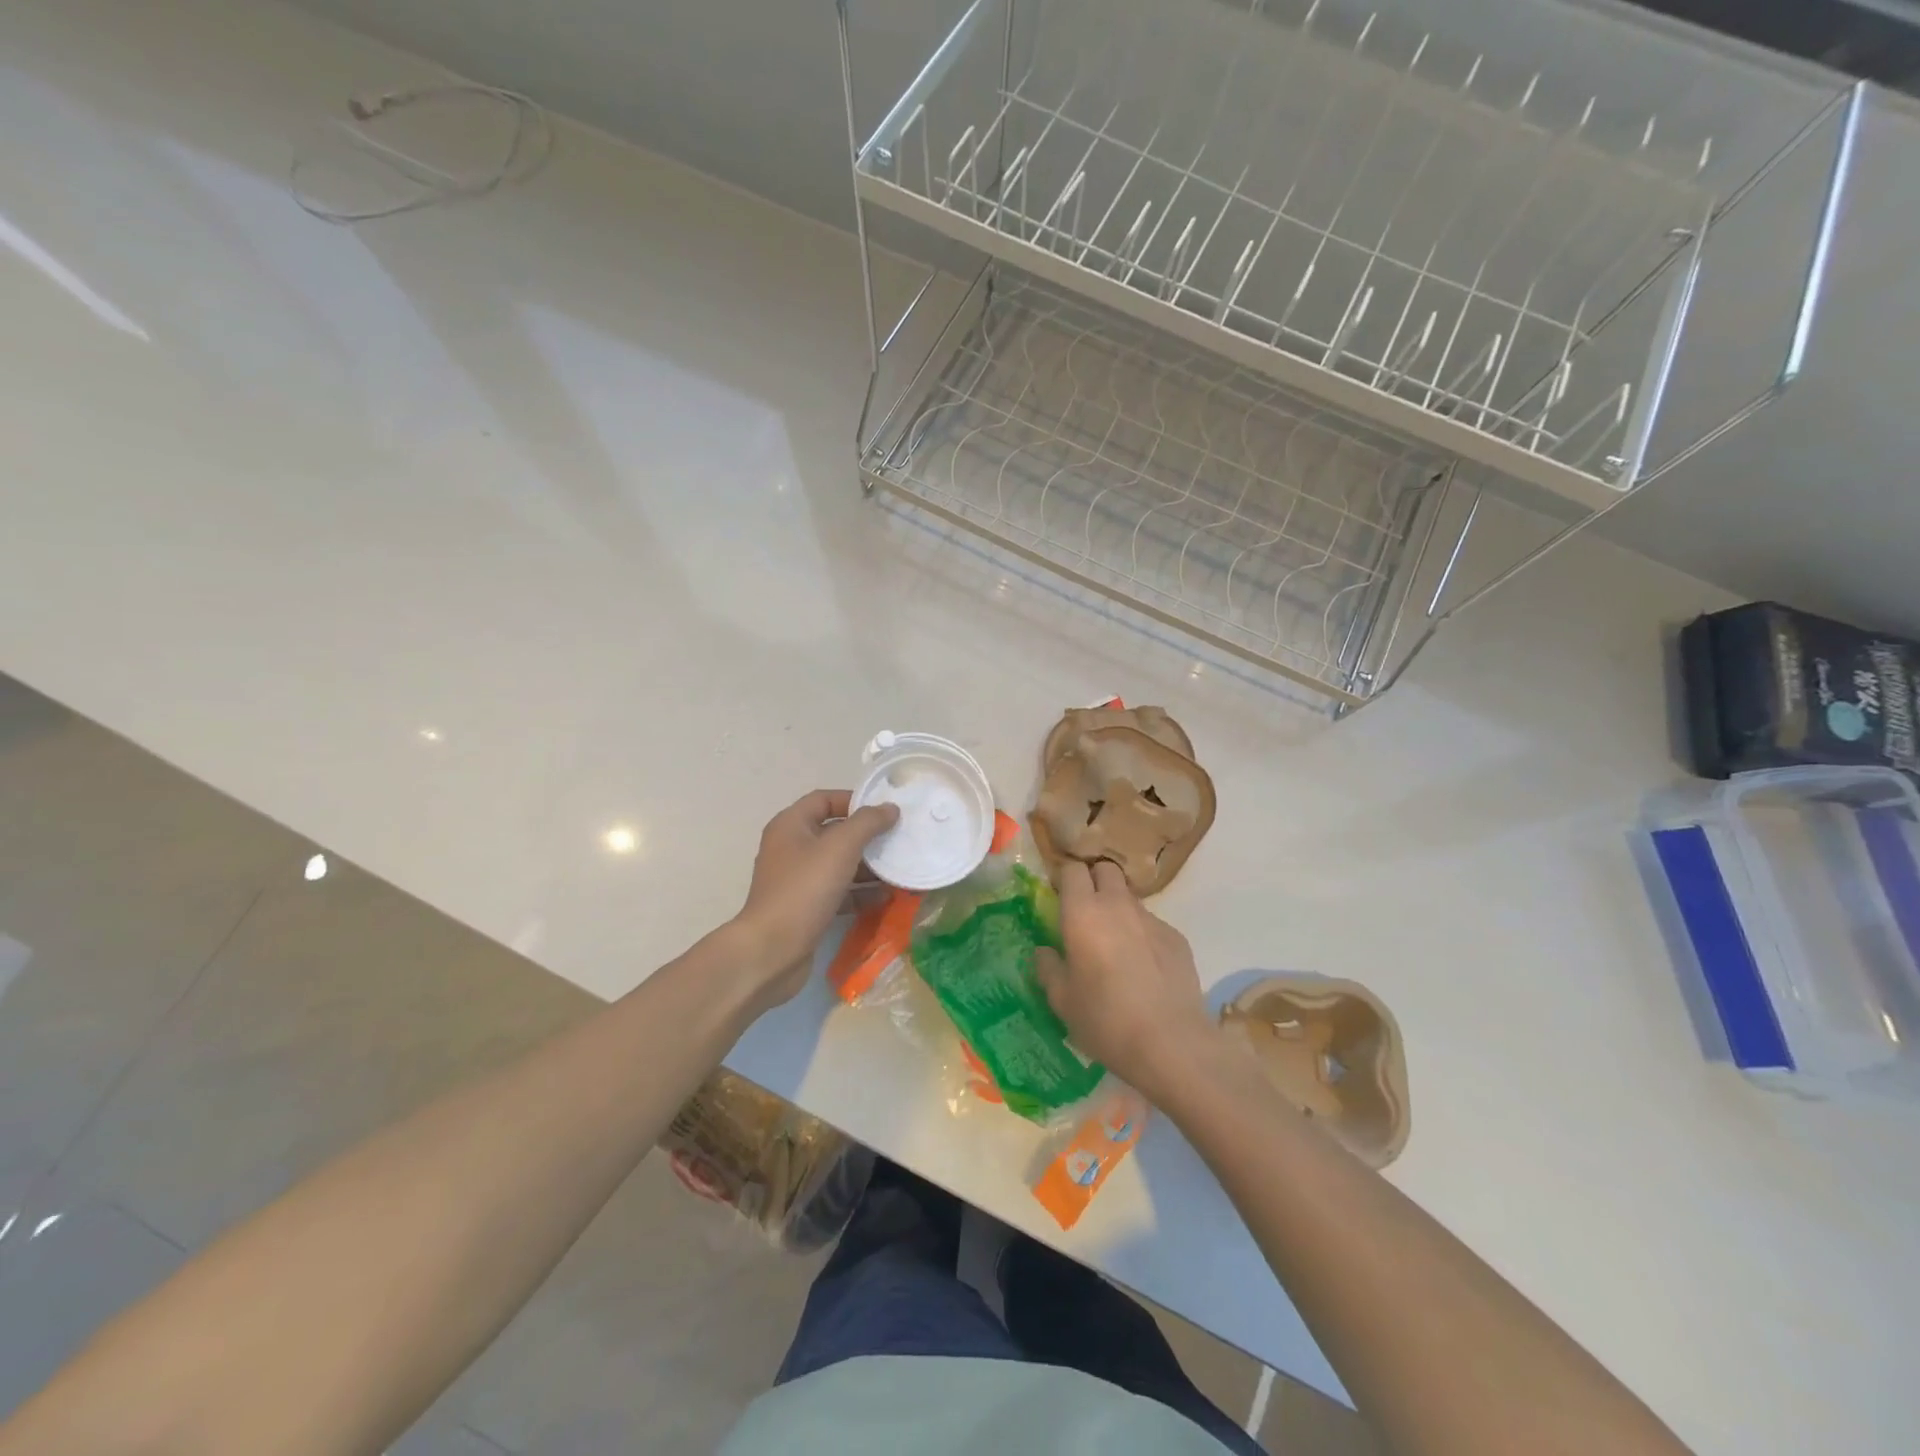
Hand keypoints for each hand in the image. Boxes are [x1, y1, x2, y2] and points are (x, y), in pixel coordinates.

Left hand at [733, 789, 897, 1008]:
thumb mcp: (840, 848)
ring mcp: (797, 880)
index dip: (854, 800)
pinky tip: (885, 898)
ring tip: (899, 870)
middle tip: (899, 840)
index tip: (885, 810)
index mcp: (791, 825)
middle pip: (834, 832)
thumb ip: (867, 823)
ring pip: (838, 864)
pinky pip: (838, 892)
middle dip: (867, 837)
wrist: (772, 951)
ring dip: (868, 867)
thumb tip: (890, 808)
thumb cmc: (804, 889)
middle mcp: (791, 848)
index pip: (824, 799)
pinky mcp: (806, 908)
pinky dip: (860, 892)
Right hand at [1035, 860, 1220, 1099]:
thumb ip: (1048, 968)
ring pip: (1130, 898)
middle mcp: (1118, 905)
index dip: (1064, 878)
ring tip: (1116, 946)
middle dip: (1094, 881)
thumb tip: (1045, 951)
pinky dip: (1143, 936)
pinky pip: (1153, 925)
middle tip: (1086, 913)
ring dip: (1119, 910)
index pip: (1072, 870)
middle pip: (1105, 870)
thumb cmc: (1105, 1020)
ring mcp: (1152, 919)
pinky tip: (1144, 969)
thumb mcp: (1062, 1000)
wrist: (1171, 1044)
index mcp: (1083, 913)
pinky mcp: (1177, 938)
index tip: (1058, 897)